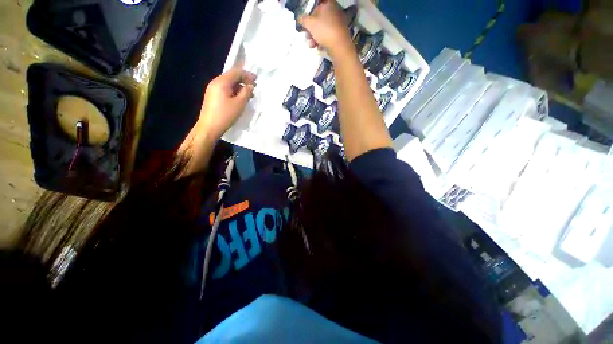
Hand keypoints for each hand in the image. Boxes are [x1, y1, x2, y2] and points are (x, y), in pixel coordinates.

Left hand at [198, 67, 255, 139]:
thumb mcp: (239, 104)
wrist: (209, 127)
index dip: (247, 74)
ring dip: (240, 87)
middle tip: (254, 87)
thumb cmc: (225, 115)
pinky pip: (225, 89)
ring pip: (229, 84)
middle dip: (244, 80)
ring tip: (249, 95)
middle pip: (231, 76)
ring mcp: (213, 89)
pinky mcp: (213, 96)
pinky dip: (234, 91)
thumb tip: (250, 86)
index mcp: (221, 82)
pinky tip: (240, 98)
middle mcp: (216, 82)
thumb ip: (246, 93)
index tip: (256, 80)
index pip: (236, 72)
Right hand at [298, 0, 352, 53]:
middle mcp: (335, 11)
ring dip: (315, 37)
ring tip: (311, 44)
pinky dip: (322, 41)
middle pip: (319, 18)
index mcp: (329, 4)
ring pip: (323, 28)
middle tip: (307, 35)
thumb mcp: (309, 23)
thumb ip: (302, 19)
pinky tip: (319, 47)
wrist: (339, 46)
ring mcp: (338, 23)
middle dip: (311, 29)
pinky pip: (328, 35)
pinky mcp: (340, 34)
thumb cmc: (324, 30)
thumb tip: (299, 18)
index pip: (317, 4)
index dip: (310, 13)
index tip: (306, 22)